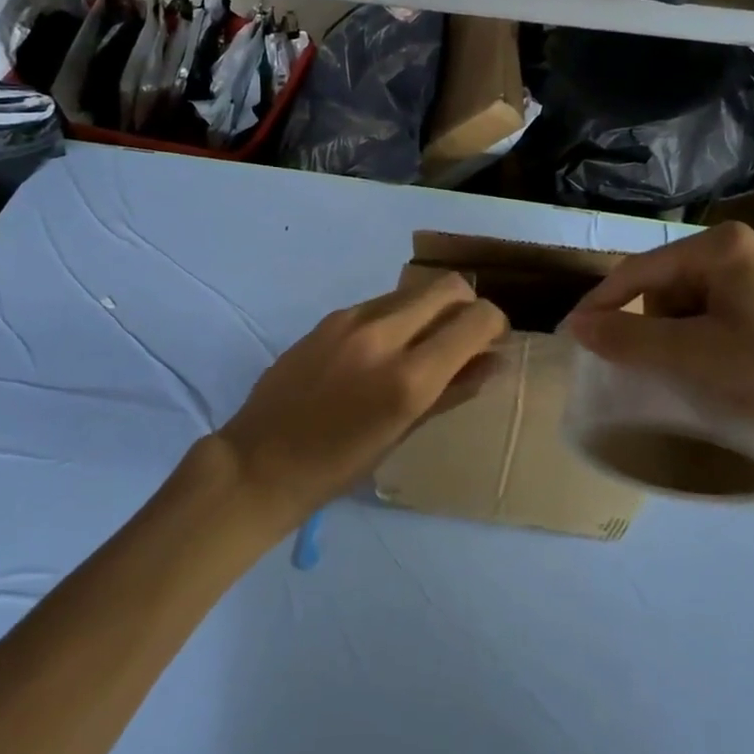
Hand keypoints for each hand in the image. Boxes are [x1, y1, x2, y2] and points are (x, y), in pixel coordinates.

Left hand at [215, 271, 508, 534]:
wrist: (259, 462)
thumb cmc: (337, 467)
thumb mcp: (402, 434)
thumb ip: (452, 392)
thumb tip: (492, 362)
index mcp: (407, 377)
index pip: (475, 319)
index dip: (494, 324)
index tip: (491, 343)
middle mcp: (382, 335)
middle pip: (447, 286)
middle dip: (467, 305)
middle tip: (463, 337)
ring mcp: (350, 320)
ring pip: (412, 291)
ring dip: (430, 309)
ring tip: (420, 347)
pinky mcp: (329, 318)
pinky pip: (380, 303)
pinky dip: (398, 317)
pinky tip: (382, 351)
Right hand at [564, 223, 753, 465]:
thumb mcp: (691, 356)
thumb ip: (627, 337)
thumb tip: (575, 325)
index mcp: (719, 246)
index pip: (640, 270)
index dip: (602, 302)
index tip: (574, 335)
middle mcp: (736, 247)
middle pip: (662, 284)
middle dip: (647, 325)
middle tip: (644, 366)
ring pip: (684, 301)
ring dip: (672, 336)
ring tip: (687, 372)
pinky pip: (710, 312)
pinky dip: (697, 338)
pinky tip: (712, 368)